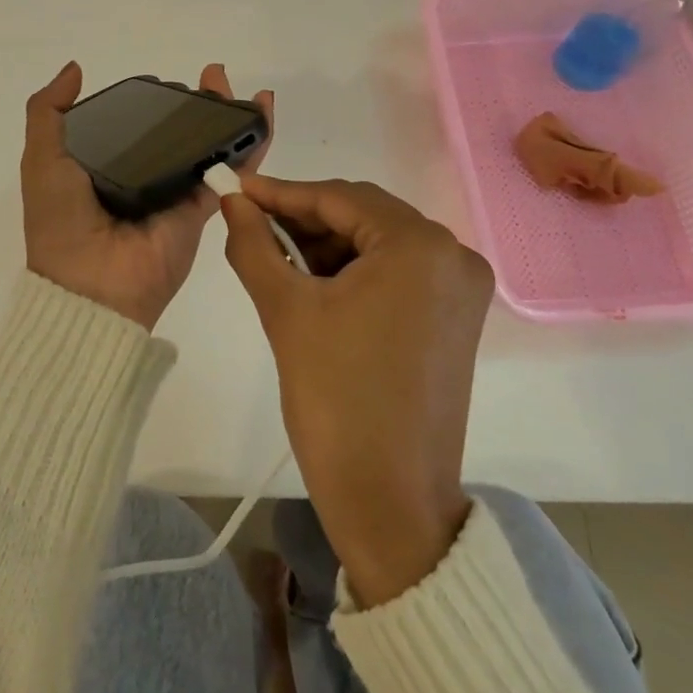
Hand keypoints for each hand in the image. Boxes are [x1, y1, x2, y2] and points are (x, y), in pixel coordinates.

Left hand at [22, 61, 272, 330]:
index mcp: (103, 164)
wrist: (91, 288)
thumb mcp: (41, 160)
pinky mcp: (200, 208)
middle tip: (213, 74)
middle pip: (176, 130)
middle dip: (196, 102)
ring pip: (207, 145)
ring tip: (242, 88)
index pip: (133, 124)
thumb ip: (49, 113)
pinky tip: (262, 114)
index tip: (163, 79)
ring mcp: (173, 191)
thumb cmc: (61, 220)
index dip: (150, 100)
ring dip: (227, 115)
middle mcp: (141, 175)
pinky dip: (251, 144)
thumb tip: (75, 67)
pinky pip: (229, 170)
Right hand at [221, 175, 493, 606]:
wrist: (390, 502)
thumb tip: (231, 199)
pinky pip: (397, 271)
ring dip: (327, 244)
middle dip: (303, 218)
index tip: (236, 190)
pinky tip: (313, 281)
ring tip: (275, 256)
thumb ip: (252, 242)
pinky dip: (355, 270)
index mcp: (419, 245)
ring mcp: (461, 287)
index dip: (281, 192)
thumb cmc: (335, 398)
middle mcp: (453, 254)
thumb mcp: (284, 309)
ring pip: (379, 241)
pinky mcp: (456, 316)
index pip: (338, 198)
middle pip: (363, 215)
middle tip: (250, 223)